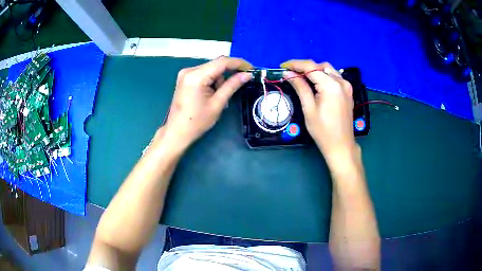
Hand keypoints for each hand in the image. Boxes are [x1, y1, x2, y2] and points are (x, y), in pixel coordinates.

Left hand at [163, 56, 252, 148]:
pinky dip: (212, 81)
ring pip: (211, 69)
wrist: (177, 132)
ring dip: (220, 80)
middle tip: (240, 83)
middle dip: (229, 73)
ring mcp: (186, 73)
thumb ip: (232, 86)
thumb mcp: (218, 103)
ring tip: (219, 97)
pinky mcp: (185, 78)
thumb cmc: (197, 121)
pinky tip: (212, 94)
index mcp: (196, 76)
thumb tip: (247, 75)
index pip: (222, 62)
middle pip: (216, 64)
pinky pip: (204, 74)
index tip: (251, 69)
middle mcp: (189, 70)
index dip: (239, 63)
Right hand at [281, 60, 357, 165]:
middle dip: (305, 67)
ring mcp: (346, 86)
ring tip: (302, 78)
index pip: (310, 67)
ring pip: (328, 70)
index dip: (295, 64)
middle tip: (291, 73)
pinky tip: (316, 83)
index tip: (282, 66)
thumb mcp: (309, 109)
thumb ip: (300, 87)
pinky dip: (323, 76)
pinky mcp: (348, 91)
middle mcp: (341, 82)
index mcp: (331, 86)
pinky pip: (334, 77)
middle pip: (320, 66)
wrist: (341, 145)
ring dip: (314, 70)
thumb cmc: (323, 131)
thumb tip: (288, 73)